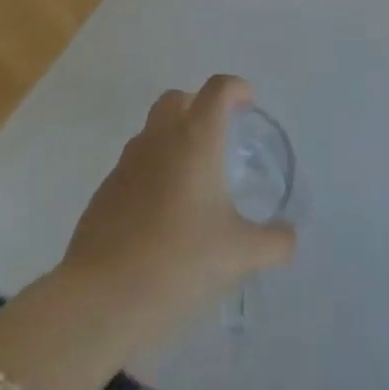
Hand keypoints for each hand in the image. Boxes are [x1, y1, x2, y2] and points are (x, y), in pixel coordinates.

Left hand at [60, 75, 295, 338]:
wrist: (99, 300)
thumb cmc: (178, 261)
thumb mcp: (239, 255)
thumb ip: (273, 242)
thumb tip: (289, 238)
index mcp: (195, 139)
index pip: (218, 89)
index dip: (236, 89)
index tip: (248, 105)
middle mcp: (159, 140)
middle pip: (178, 99)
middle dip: (199, 106)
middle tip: (219, 137)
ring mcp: (125, 165)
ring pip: (152, 132)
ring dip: (173, 140)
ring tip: (193, 181)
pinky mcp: (103, 194)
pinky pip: (134, 167)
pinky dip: (152, 174)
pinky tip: (163, 216)